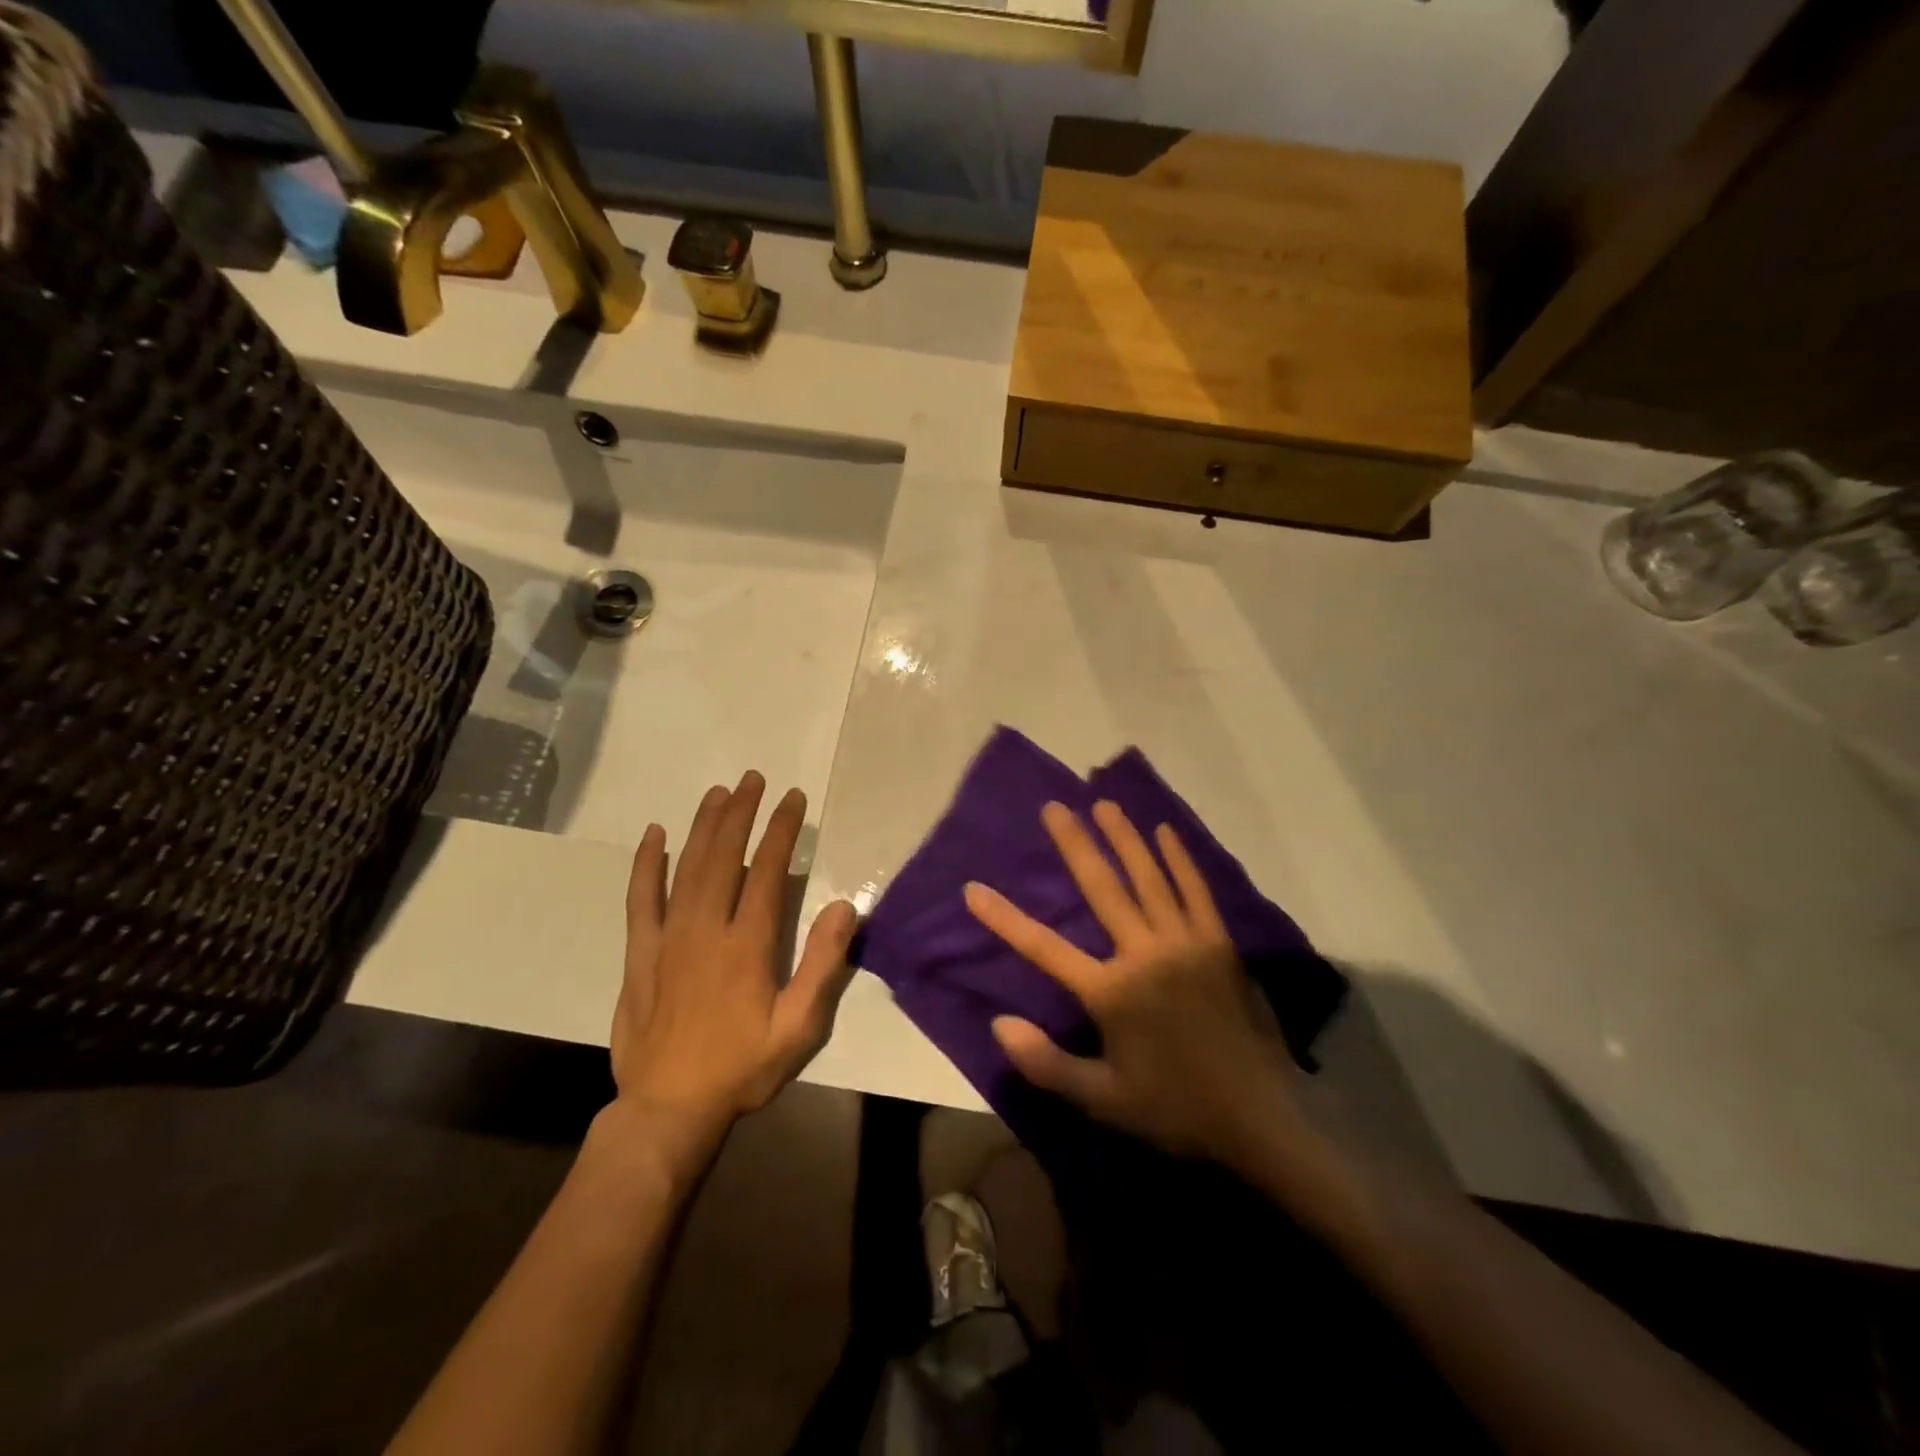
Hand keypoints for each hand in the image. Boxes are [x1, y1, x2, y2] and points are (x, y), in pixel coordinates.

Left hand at [610, 772, 857, 1137]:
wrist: (668, 1109)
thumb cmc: (741, 1068)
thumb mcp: (798, 1028)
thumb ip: (822, 965)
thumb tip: (843, 906)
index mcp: (746, 943)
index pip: (766, 870)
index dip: (780, 830)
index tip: (791, 798)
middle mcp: (704, 928)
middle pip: (722, 856)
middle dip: (740, 813)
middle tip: (752, 778)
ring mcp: (667, 938)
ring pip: (685, 867)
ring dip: (703, 826)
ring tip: (718, 792)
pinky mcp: (640, 954)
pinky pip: (641, 899)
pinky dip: (647, 864)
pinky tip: (654, 836)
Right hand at [965, 800, 1315, 1169]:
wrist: (1261, 1118)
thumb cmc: (1174, 1108)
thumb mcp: (1103, 1100)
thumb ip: (1048, 1063)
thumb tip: (1000, 1024)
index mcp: (1112, 992)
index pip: (1044, 948)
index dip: (1004, 918)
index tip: (974, 889)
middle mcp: (1145, 954)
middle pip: (1102, 889)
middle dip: (1074, 844)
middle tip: (1055, 807)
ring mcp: (1186, 943)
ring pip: (1149, 878)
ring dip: (1125, 838)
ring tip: (1104, 804)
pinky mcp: (1218, 943)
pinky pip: (1196, 891)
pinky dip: (1180, 860)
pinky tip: (1165, 832)